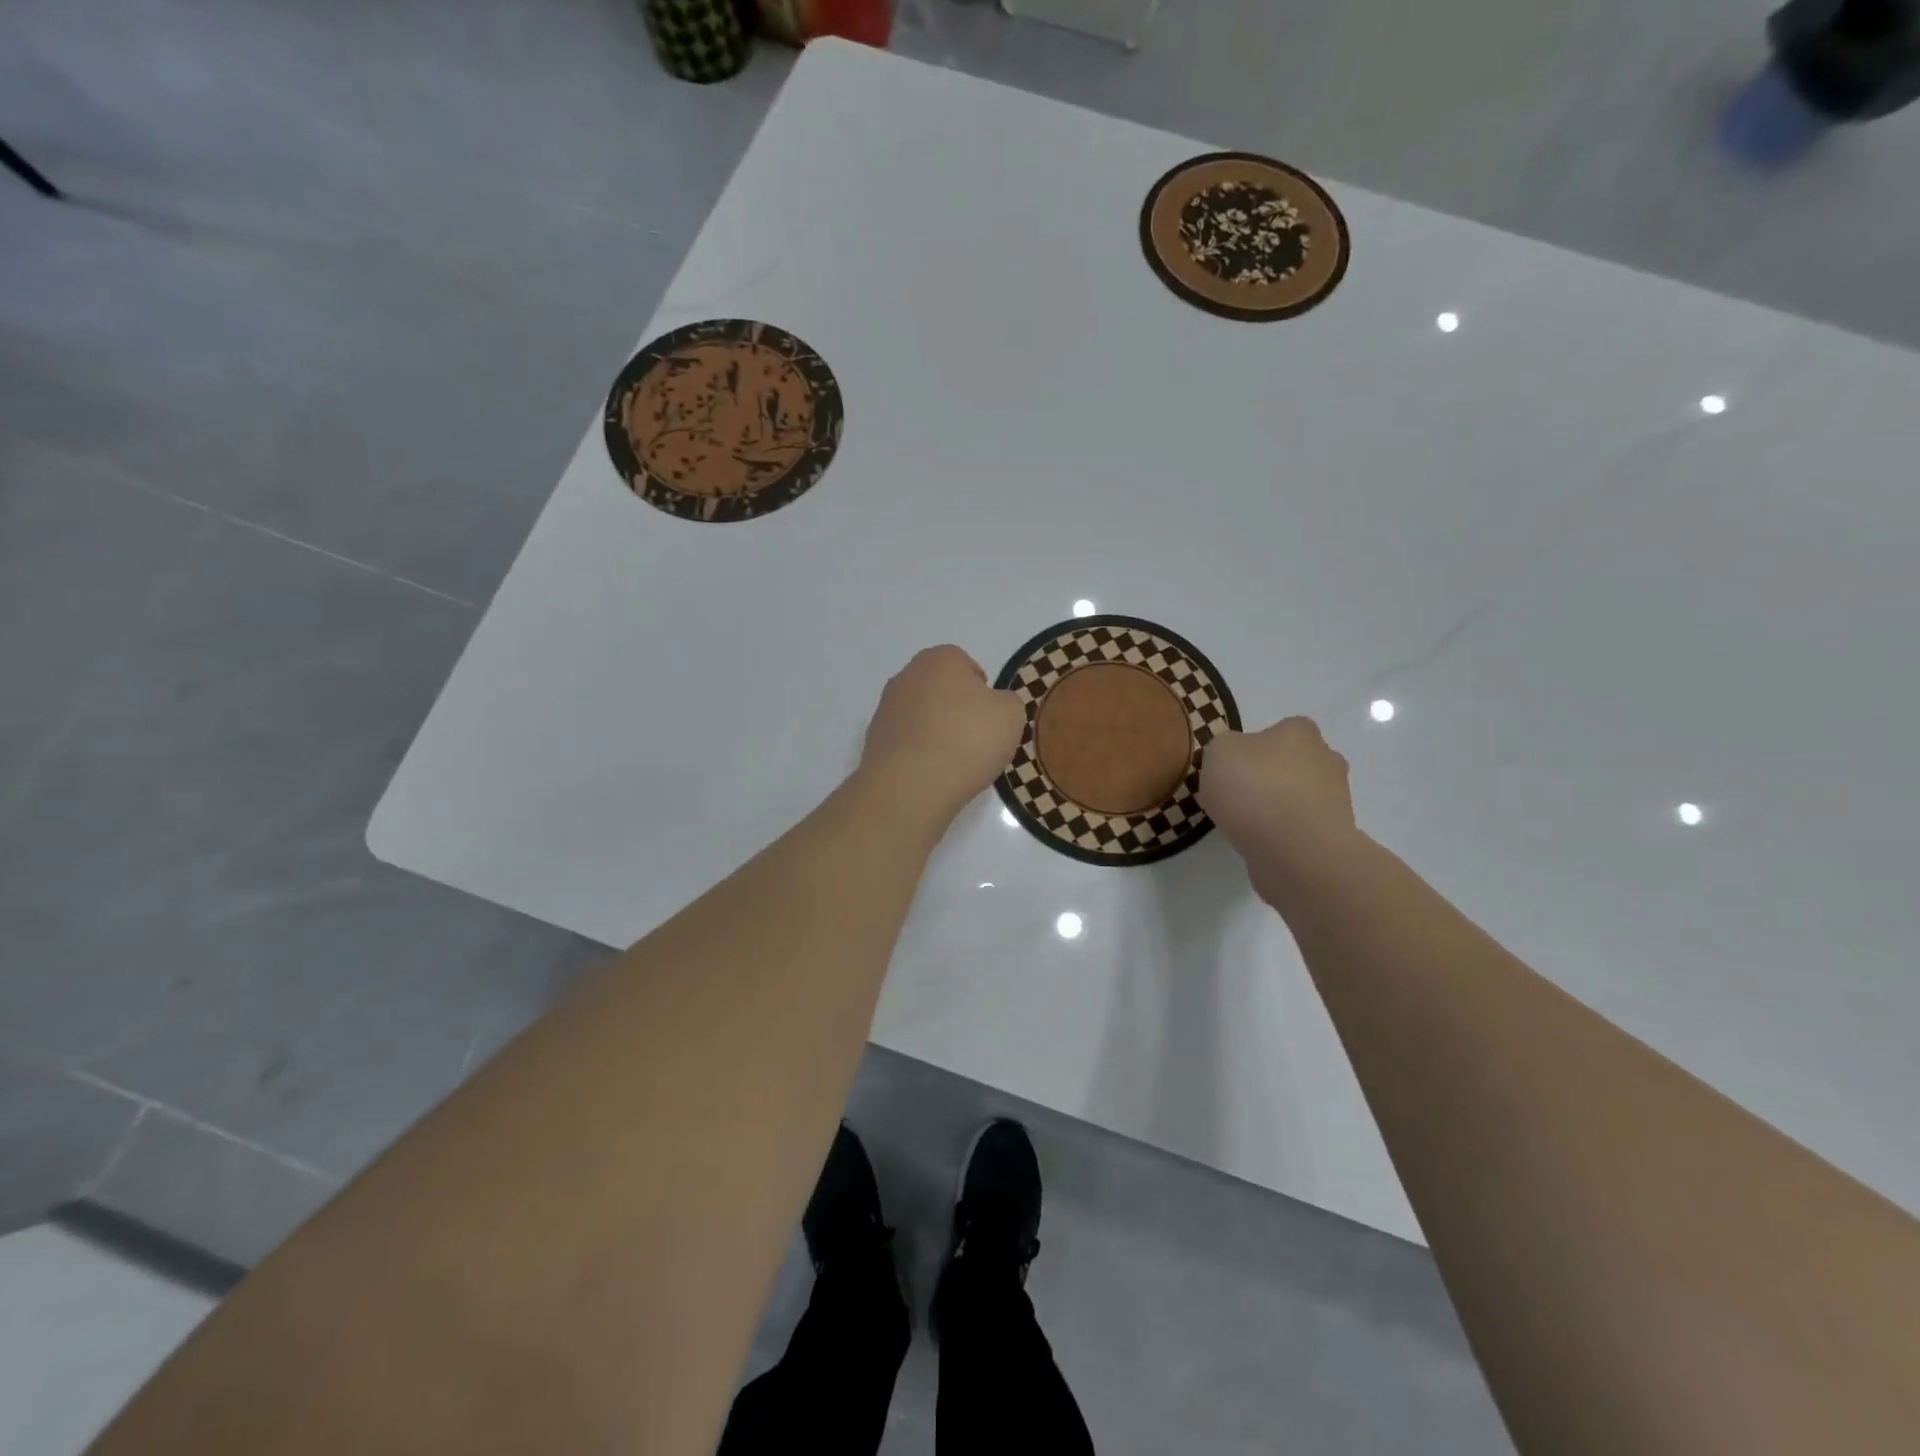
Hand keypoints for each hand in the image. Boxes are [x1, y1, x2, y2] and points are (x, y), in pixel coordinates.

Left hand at [860, 646, 1026, 821]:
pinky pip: (907, 742)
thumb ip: (1007, 702)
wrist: (911, 785)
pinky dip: (920, 753)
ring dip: (936, 732)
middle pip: (940, 689)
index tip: (991, 716)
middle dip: (957, 709)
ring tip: (955, 762)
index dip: (981, 689)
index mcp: (939, 659)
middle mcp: (907, 676)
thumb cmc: (967, 739)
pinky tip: (933, 774)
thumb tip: (995, 705)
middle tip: (976, 738)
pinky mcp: (874, 741)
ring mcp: (886, 709)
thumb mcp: (1011, 715)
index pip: (964, 664)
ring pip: (921, 716)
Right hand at [1199, 717, 1358, 881]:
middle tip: (1238, 796)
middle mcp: (1326, 760)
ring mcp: (1335, 800)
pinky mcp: (1332, 837)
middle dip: (1270, 777)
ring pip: (1298, 798)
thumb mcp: (1218, 752)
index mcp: (1301, 732)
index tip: (1234, 767)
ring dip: (1277, 808)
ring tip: (1244, 826)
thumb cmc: (1255, 788)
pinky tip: (1260, 844)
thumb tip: (1233, 760)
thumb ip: (1223, 749)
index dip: (1255, 747)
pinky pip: (1300, 829)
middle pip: (1293, 764)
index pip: (1281, 730)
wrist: (1294, 851)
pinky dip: (1282, 835)